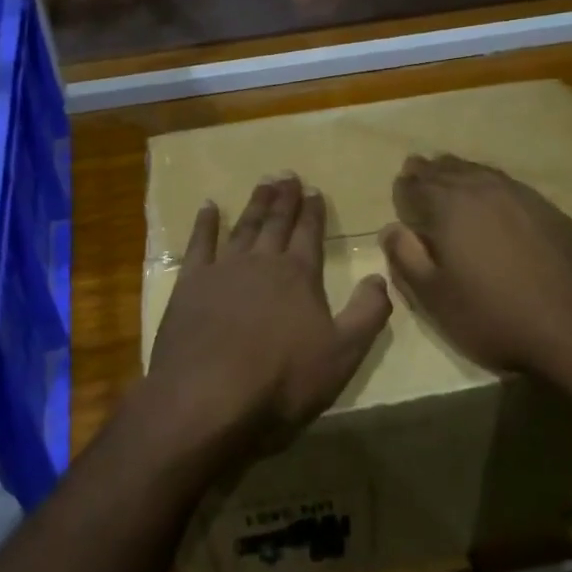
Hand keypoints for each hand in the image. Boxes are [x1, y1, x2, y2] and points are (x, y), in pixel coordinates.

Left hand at [139, 175, 392, 460]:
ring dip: (254, 204)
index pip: (310, 234)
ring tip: (262, 183)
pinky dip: (205, 223)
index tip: (314, 190)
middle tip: (287, 174)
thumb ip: (367, 313)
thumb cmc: (282, 380)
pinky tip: (209, 207)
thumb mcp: (343, 355)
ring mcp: (222, 270)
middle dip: (284, 198)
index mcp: (299, 275)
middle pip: (276, 222)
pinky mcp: (190, 284)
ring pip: (243, 227)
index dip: (313, 211)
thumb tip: (381, 277)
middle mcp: (261, 262)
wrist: (208, 397)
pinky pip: (199, 244)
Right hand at [382, 155, 571, 382]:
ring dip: (459, 172)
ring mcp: (522, 196)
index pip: (416, 185)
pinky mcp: (550, 211)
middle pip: (448, 171)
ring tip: (449, 174)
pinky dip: (491, 184)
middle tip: (416, 170)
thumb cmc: (492, 317)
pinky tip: (493, 198)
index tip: (399, 190)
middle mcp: (484, 190)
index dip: (403, 188)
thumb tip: (391, 228)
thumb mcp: (433, 297)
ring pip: (480, 172)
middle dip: (428, 172)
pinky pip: (509, 185)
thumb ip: (405, 257)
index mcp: (449, 206)